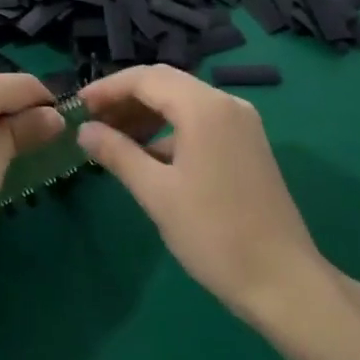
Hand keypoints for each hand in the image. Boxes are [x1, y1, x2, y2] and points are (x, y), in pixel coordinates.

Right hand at [77, 66, 324, 324]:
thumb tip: (84, 130)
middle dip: (125, 99)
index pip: (146, 78)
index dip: (107, 88)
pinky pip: (200, 122)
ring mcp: (242, 124)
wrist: (283, 281)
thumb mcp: (156, 193)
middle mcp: (227, 104)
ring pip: (183, 103)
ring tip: (112, 140)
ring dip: (146, 115)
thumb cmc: (214, 234)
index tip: (77, 106)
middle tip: (90, 122)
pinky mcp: (247, 145)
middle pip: (166, 84)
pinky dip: (169, 131)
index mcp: (205, 107)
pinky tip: (146, 156)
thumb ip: (117, 153)